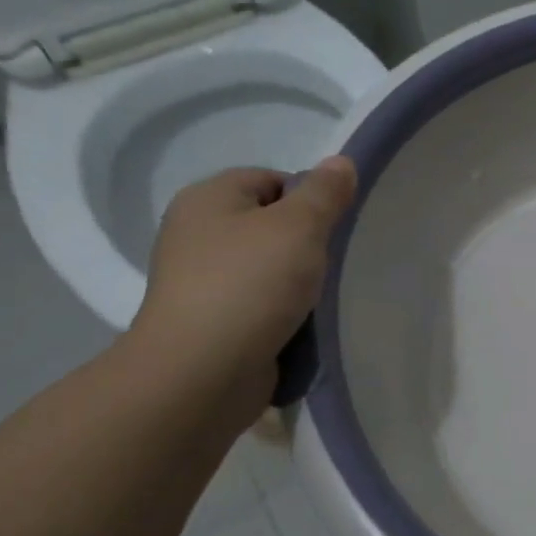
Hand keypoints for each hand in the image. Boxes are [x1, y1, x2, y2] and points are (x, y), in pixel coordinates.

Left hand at [128, 157, 357, 421]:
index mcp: (207, 199)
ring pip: (266, 268)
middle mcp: (195, 234)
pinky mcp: (211, 323)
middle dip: (306, 242)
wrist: (202, 373)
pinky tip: (302, 324)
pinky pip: (259, 305)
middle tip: (333, 262)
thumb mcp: (299, 227)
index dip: (308, 198)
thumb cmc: (250, 285)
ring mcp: (200, 282)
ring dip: (297, 281)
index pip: (270, 179)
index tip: (334, 227)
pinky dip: (282, 312)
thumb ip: (324, 192)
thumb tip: (340, 162)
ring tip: (322, 297)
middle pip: (269, 224)